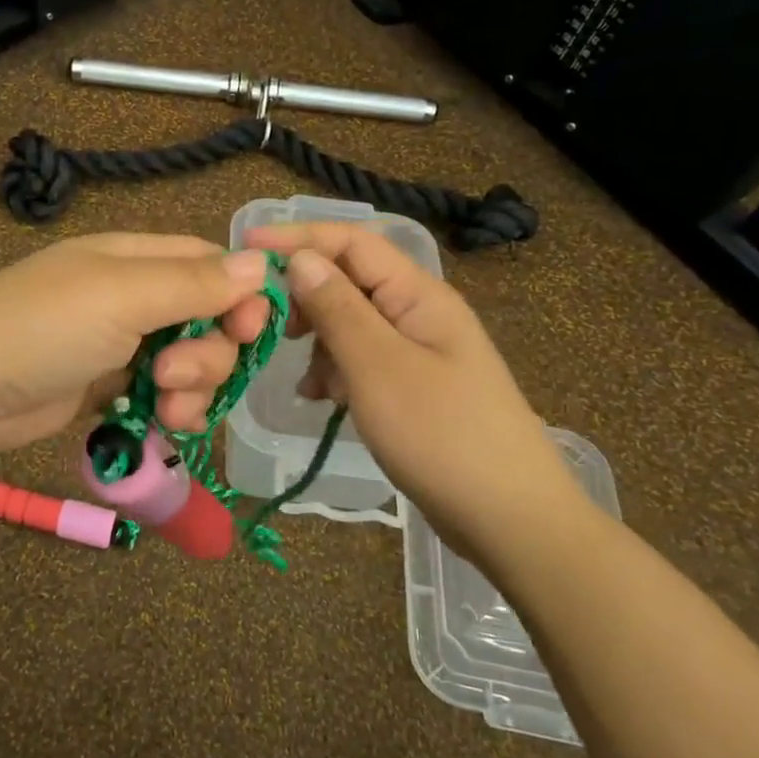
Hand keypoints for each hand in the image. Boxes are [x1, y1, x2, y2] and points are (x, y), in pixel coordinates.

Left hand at [0, 234, 271, 454]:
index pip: (210, 265)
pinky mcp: (106, 389)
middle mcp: (133, 297)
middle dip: (209, 353)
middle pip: (207, 320)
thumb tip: (263, 263)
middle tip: (174, 374)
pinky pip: (160, 396)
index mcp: (135, 259)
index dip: (240, 295)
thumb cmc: (44, 326)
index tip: (250, 331)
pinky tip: (162, 424)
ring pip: (188, 363)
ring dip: (192, 388)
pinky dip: (170, 410)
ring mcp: (119, 345)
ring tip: (164, 406)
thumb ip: (194, 283)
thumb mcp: (122, 295)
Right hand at [244, 223, 590, 562]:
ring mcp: (417, 351)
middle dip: (305, 297)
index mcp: (417, 294)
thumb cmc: (443, 436)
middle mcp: (418, 312)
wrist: (512, 521)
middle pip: (348, 280)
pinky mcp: (413, 386)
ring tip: (307, 382)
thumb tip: (300, 258)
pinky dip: (335, 372)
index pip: (351, 241)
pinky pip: (361, 361)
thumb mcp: (378, 367)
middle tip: (269, 327)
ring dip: (319, 343)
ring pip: (350, 323)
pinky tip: (323, 400)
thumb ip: (337, 308)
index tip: (246, 245)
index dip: (298, 237)